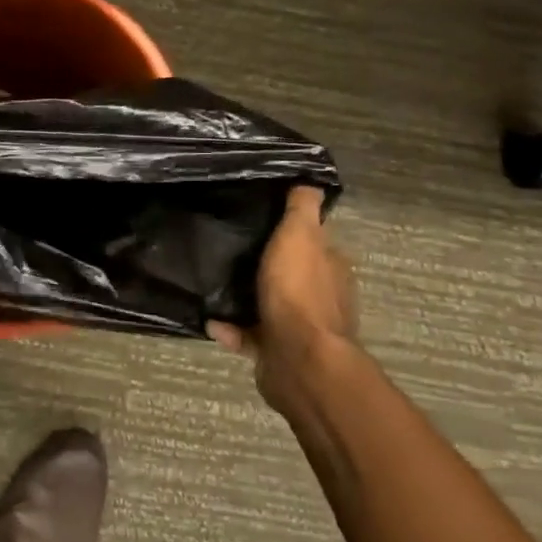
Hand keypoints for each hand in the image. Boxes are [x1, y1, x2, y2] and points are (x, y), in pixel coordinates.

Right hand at [208, 186, 356, 414]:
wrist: (298, 359)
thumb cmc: (298, 291)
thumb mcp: (300, 235)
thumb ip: (303, 209)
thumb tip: (310, 182)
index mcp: (330, 269)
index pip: (314, 243)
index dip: (292, 232)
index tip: (261, 222)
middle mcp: (321, 299)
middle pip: (291, 275)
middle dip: (267, 268)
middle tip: (230, 253)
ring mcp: (301, 330)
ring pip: (269, 306)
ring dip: (244, 299)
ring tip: (213, 287)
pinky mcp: (278, 354)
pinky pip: (250, 336)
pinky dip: (231, 330)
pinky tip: (211, 322)